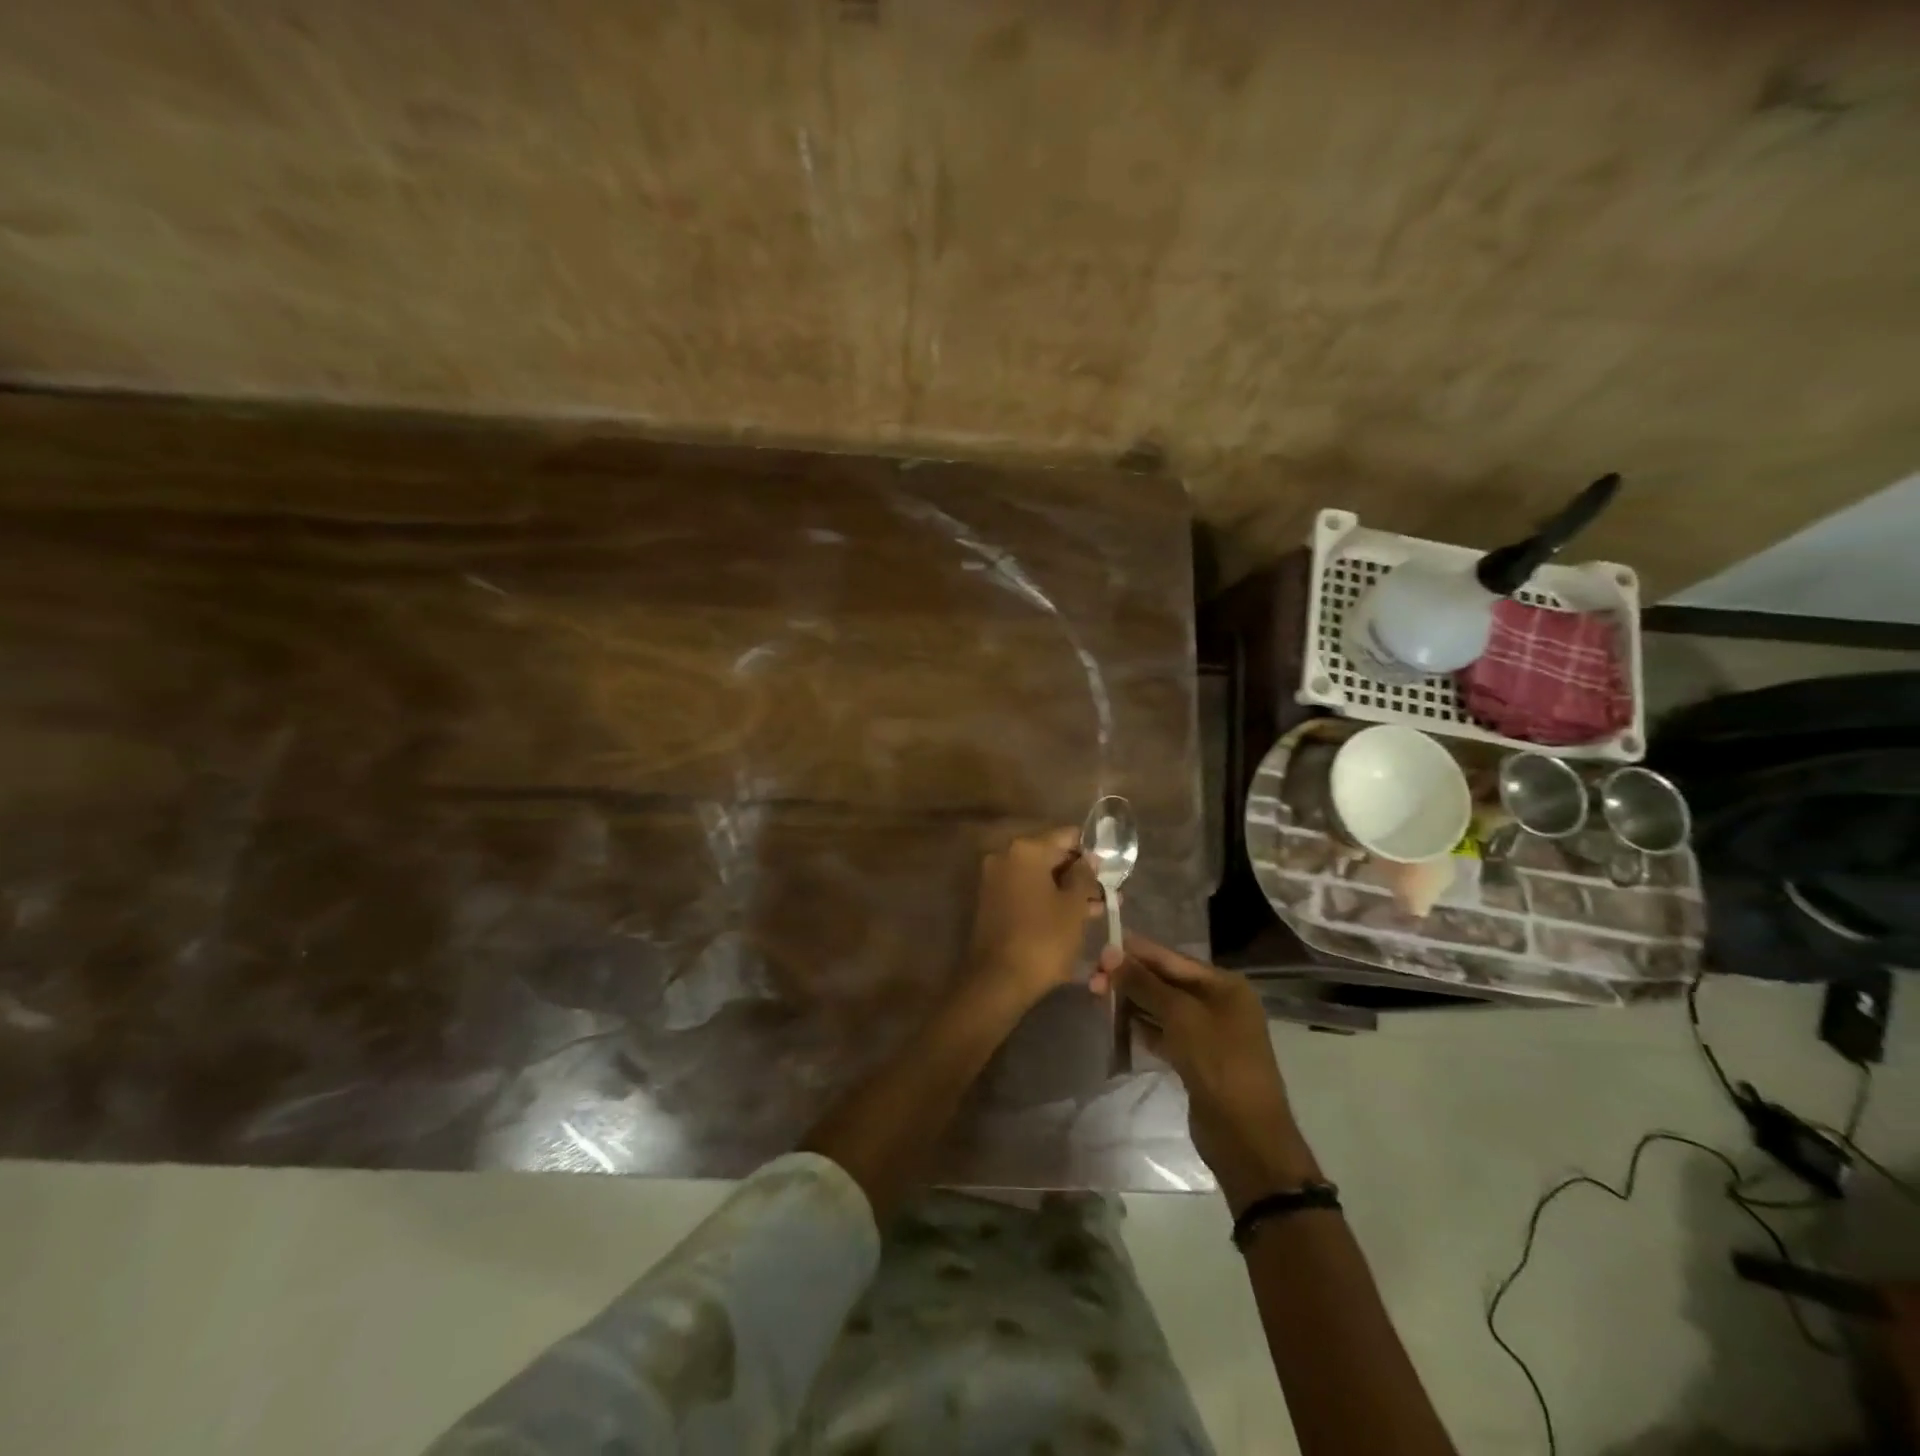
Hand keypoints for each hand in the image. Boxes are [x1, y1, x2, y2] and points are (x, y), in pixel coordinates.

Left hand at [966, 826, 1102, 1010]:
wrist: (998, 980)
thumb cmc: (1043, 939)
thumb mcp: (1074, 907)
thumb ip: (1084, 876)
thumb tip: (1088, 859)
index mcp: (1026, 850)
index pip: (1067, 836)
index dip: (1092, 851)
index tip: (1111, 869)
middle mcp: (1005, 856)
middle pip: (1051, 856)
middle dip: (1080, 874)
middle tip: (1109, 893)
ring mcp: (995, 879)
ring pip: (1040, 877)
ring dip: (1067, 890)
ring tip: (1098, 910)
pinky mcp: (992, 902)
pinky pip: (1026, 891)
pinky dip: (1048, 900)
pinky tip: (1072, 918)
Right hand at [1095, 935, 1320, 1214]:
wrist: (1246, 1137)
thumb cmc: (1218, 1063)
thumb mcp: (1180, 1016)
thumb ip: (1144, 983)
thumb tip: (1110, 953)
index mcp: (1224, 985)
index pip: (1171, 958)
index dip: (1135, 952)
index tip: (1099, 947)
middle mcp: (1218, 1003)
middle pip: (1166, 982)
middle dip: (1130, 979)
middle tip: (1092, 980)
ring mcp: (1208, 1033)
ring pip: (1162, 1008)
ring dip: (1132, 1002)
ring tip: (1097, 997)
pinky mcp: (1197, 1060)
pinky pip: (1164, 1033)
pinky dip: (1142, 1028)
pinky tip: (1117, 1025)